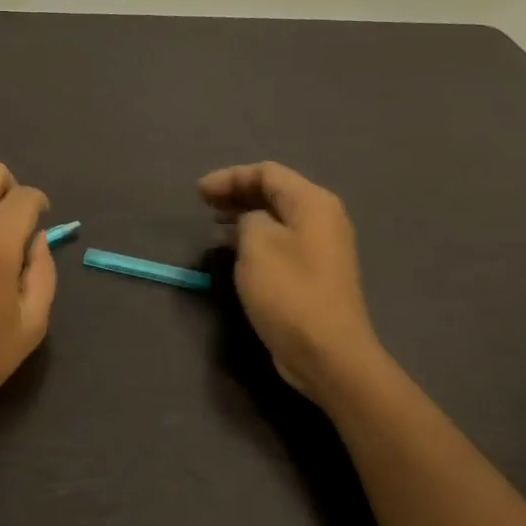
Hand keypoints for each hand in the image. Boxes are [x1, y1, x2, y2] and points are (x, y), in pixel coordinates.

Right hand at [198, 161, 383, 400]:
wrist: (327, 352)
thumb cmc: (289, 292)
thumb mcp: (258, 243)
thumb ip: (249, 218)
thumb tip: (250, 221)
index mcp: (313, 203)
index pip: (267, 173)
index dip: (230, 177)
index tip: (198, 193)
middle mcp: (323, 218)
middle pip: (275, 192)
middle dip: (237, 193)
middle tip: (204, 204)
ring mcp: (322, 247)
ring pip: (277, 218)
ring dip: (245, 216)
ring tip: (214, 224)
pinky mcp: (314, 273)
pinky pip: (281, 241)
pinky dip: (256, 237)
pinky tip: (234, 249)